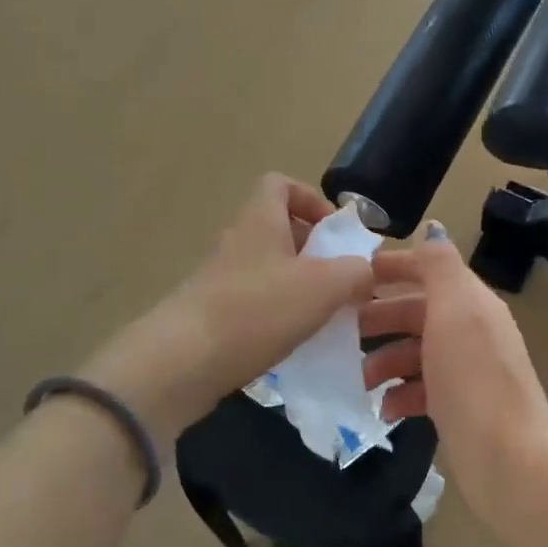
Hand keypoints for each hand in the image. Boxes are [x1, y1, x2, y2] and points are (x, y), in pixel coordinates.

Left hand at [81, 175, 375, 440]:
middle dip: (313, 251)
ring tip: (324, 316)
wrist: (182, 362)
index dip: (310, 198)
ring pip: (268, 270)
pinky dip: (277, 316)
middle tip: (340, 280)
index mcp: (260, 220)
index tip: (335, 231)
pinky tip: (294, 343)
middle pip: (278, 230)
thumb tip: (365, 271)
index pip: (279, 184)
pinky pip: (254, 303)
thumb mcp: (323, 287)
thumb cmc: (257, 310)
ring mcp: (220, 279)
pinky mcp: (211, 314)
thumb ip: (355, 273)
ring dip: (298, 287)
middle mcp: (237, 241)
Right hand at [359, 225, 547, 509]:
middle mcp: (471, 330)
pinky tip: (384, 409)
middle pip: (418, 311)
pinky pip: (421, 388)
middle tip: (341, 330)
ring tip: (360, 380)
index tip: (353, 274)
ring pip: (416, 351)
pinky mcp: (458, 406)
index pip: (430, 269)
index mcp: (471, 302)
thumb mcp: (455, 309)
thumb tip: (432, 229)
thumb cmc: (473, 377)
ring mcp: (466, 370)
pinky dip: (400, 394)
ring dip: (385, 359)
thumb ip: (439, 265)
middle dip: (380, 317)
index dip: (394, 266)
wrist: (508, 458)